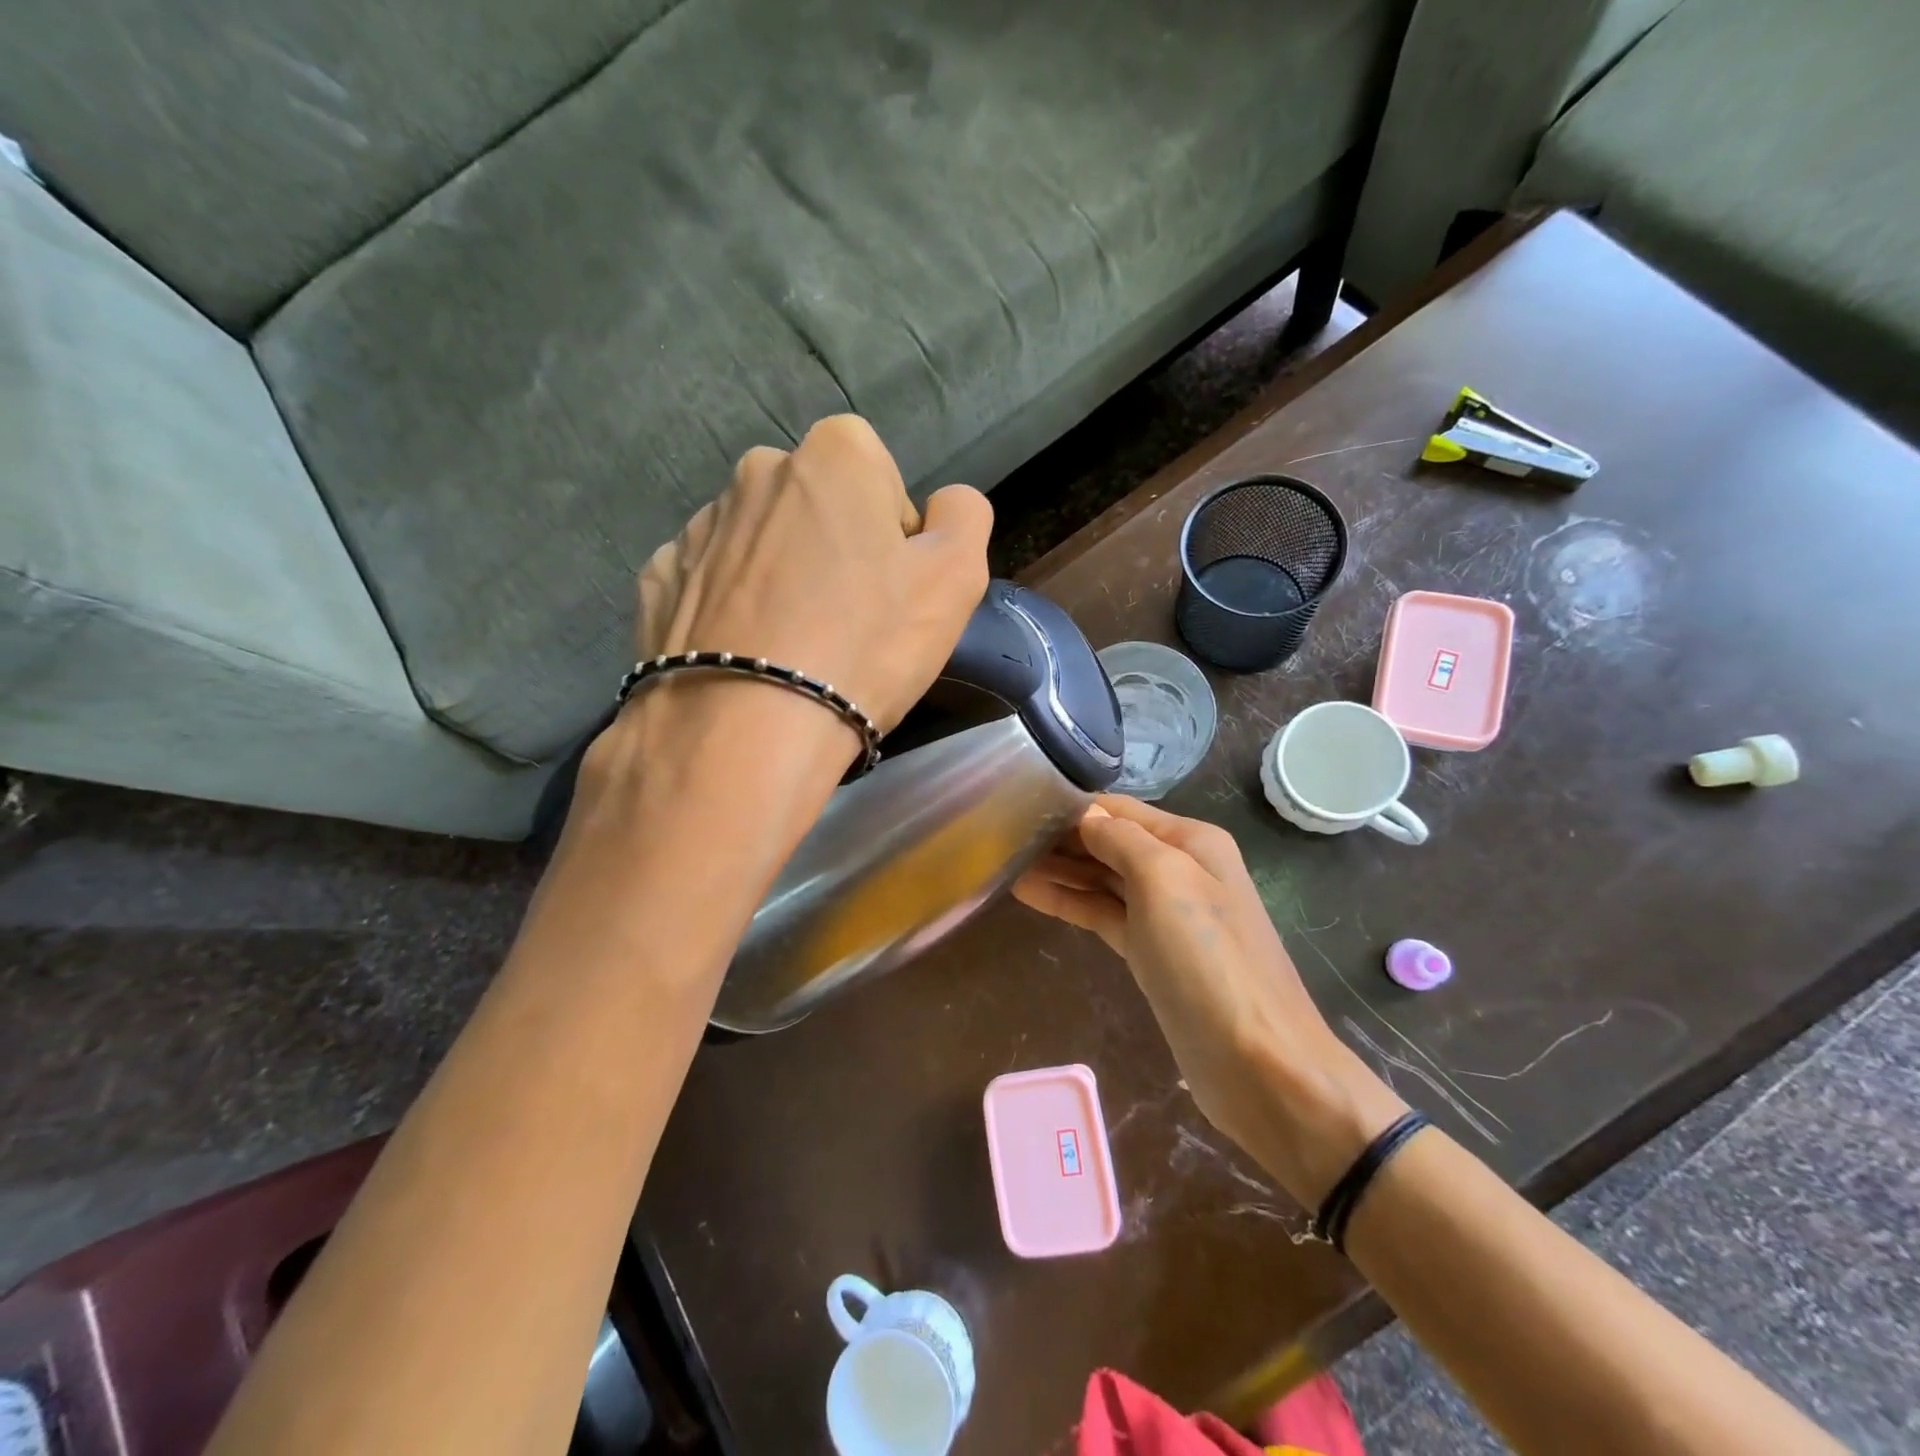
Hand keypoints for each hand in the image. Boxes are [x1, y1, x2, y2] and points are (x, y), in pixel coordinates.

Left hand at [636, 415, 992, 738]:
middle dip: (835, 548)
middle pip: (817, 506)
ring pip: (763, 544)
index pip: (882, 477)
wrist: (745, 734)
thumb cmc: (864, 647)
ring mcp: (699, 525)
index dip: (895, 536)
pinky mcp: (658, 578)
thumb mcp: (956, 578)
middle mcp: (758, 471)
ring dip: (782, 577)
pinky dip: (731, 607)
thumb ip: (965, 516)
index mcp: (834, 456)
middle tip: (848, 622)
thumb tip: (941, 505)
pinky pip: (713, 582)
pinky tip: (746, 654)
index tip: (893, 591)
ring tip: (793, 647)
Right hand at [1014, 796, 1406, 1203]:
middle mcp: (1179, 868)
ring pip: (1102, 879)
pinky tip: (1029, 893)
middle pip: (1109, 842)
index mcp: (1191, 841)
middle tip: (1001, 835)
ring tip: (1004, 861)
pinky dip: (1070, 902)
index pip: (1120, 810)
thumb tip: (1085, 815)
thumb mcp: (1165, 880)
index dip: (1073, 808)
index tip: (1020, 804)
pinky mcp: (1150, 953)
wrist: (1257, 1063)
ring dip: (1059, 870)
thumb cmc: (1208, 959)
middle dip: (1061, 838)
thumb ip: (1121, 839)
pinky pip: (1103, 914)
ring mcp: (1164, 915)